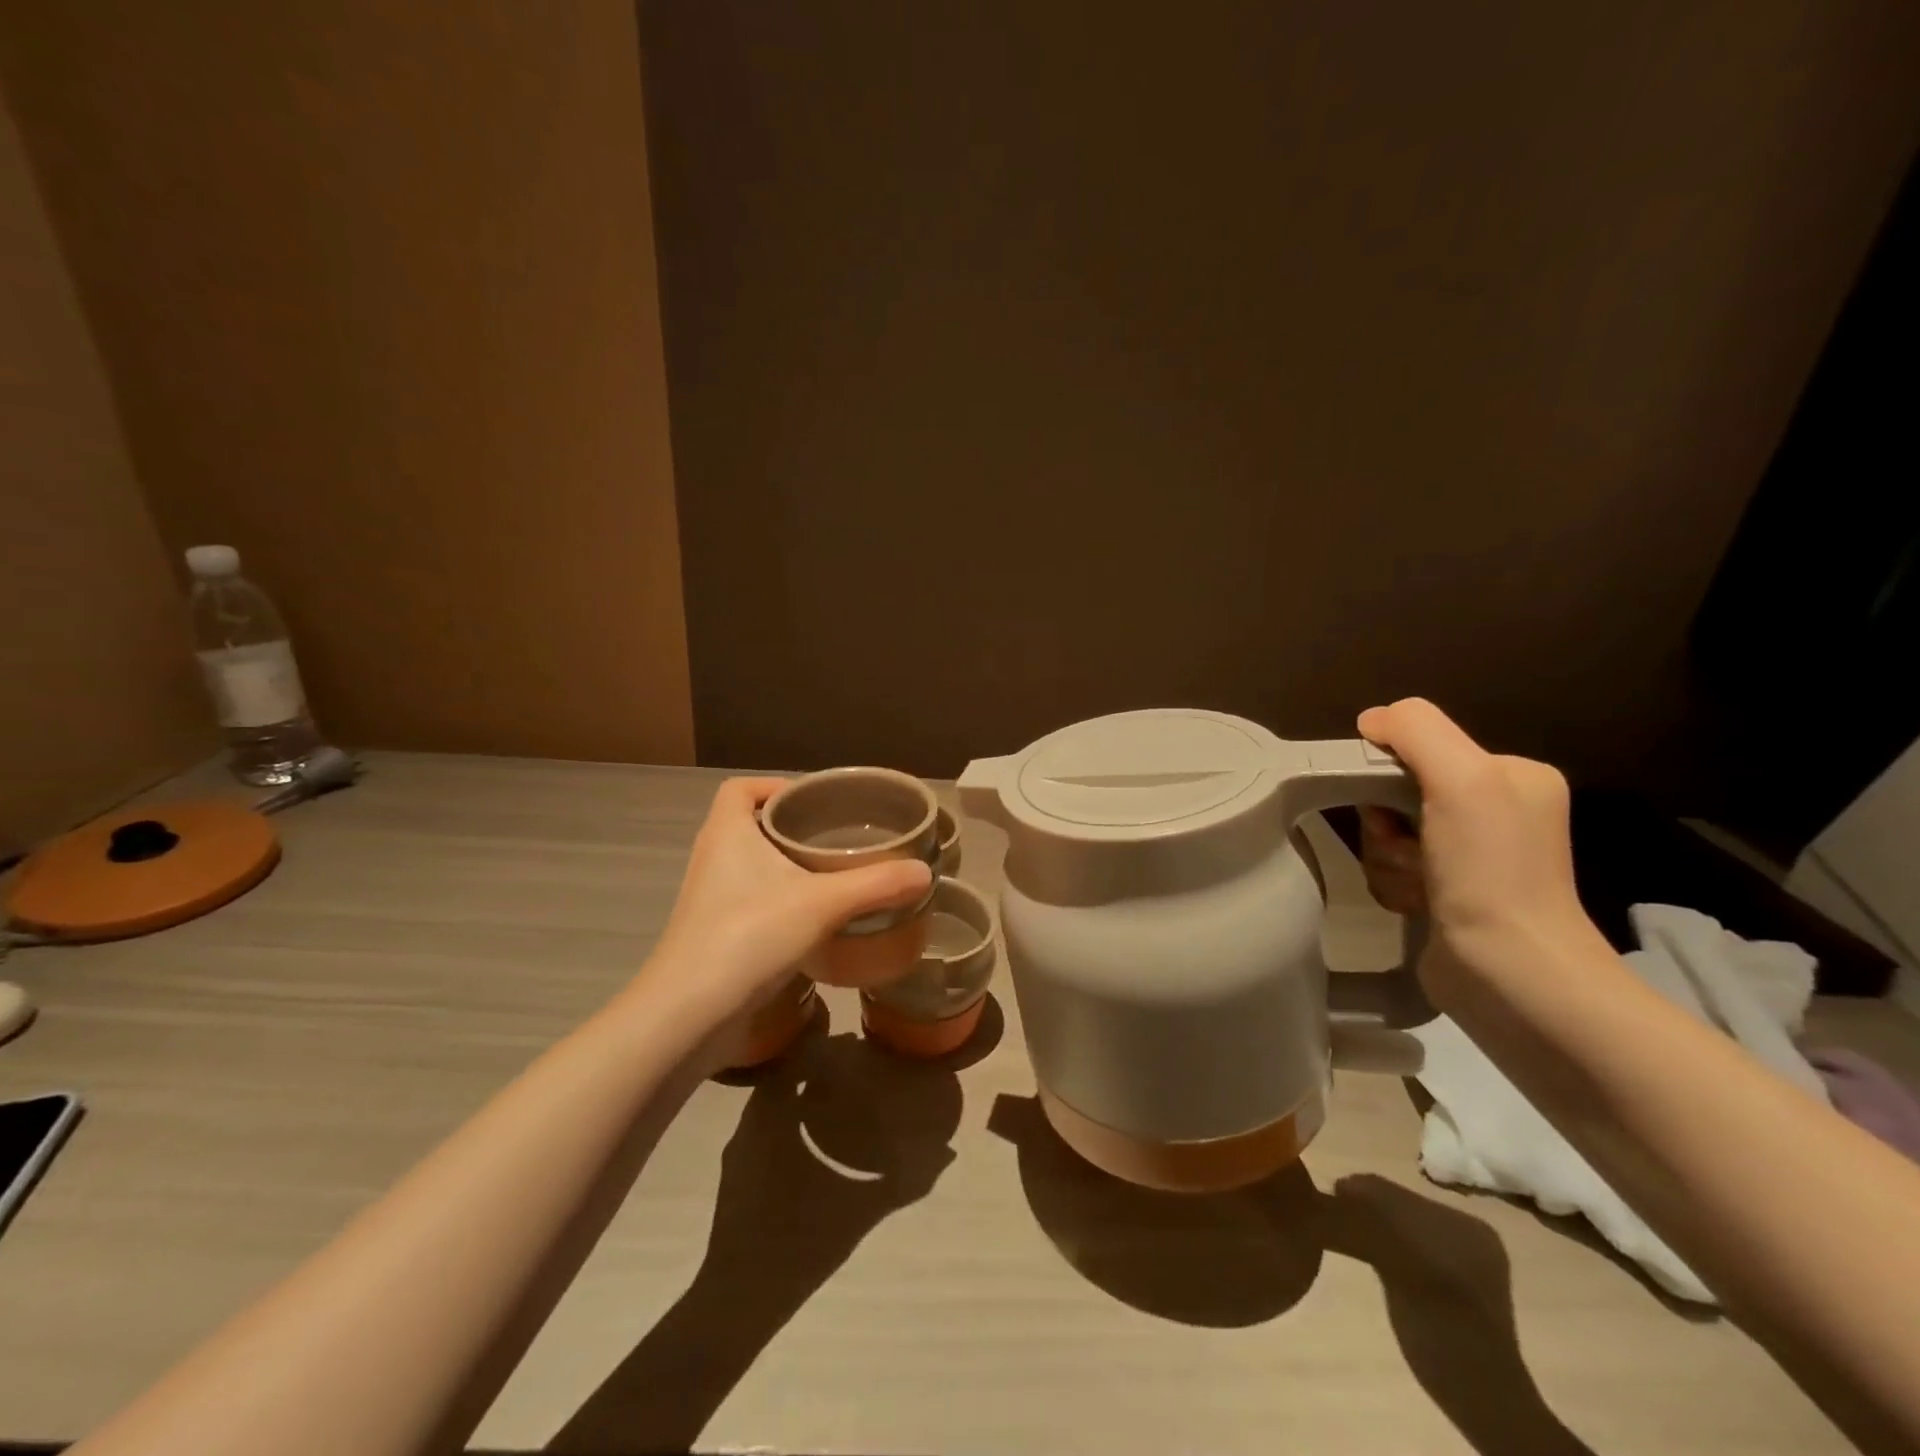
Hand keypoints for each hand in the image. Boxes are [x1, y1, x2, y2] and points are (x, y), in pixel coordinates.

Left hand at [642, 778, 930, 1028]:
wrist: (688, 1016)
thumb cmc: (749, 936)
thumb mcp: (822, 904)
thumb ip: (876, 885)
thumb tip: (925, 872)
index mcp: (727, 833)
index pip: (739, 789)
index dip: (773, 786)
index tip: (814, 802)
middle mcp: (712, 859)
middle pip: (749, 825)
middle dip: (790, 828)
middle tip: (836, 837)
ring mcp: (709, 900)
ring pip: (750, 867)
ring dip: (784, 867)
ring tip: (832, 876)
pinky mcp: (713, 936)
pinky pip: (749, 901)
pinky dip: (778, 902)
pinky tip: (813, 922)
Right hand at [1355, 699, 1602, 997]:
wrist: (1510, 973)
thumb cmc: (1490, 871)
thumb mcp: (1463, 779)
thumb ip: (1416, 730)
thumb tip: (1371, 720)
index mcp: (1511, 775)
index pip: (1419, 747)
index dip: (1389, 773)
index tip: (1396, 809)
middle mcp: (1495, 809)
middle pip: (1396, 792)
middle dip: (1386, 823)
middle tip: (1407, 849)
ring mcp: (1470, 855)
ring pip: (1387, 833)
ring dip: (1387, 858)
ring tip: (1417, 884)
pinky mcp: (1446, 892)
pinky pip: (1392, 867)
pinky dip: (1393, 883)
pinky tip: (1417, 903)